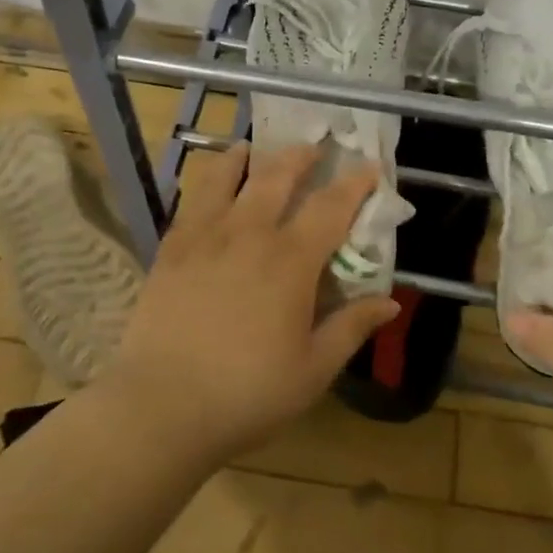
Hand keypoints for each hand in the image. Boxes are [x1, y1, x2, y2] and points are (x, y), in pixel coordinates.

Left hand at [106, 142, 399, 461]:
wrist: (162, 406)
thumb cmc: (248, 393)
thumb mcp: (314, 369)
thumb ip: (351, 328)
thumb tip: (390, 302)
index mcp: (291, 261)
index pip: (330, 208)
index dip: (354, 184)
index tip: (369, 167)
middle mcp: (248, 235)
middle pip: (276, 178)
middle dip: (299, 157)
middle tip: (312, 146)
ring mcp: (204, 238)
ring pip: (225, 179)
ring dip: (244, 158)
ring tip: (250, 147)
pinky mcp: (170, 251)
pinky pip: (191, 202)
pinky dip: (205, 183)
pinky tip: (207, 186)